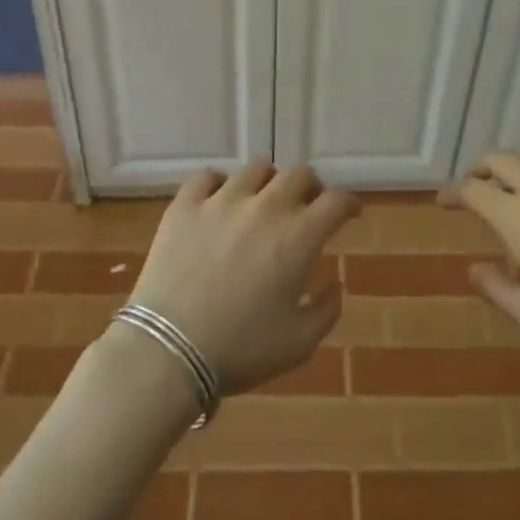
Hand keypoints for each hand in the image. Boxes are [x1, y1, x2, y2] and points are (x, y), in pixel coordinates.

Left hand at [127, 163, 356, 395]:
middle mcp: (264, 206)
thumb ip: (327, 309)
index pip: (335, 202)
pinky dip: (219, 184)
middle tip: (308, 206)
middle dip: (311, 188)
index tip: (350, 213)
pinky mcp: (185, 204)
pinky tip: (219, 200)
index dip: (348, 203)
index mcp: (297, 236)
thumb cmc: (240, 349)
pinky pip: (207, 176)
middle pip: (299, 175)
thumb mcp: (299, 343)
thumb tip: (335, 283)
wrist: (169, 349)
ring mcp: (222, 200)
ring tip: (264, 199)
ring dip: (269, 182)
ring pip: (256, 169)